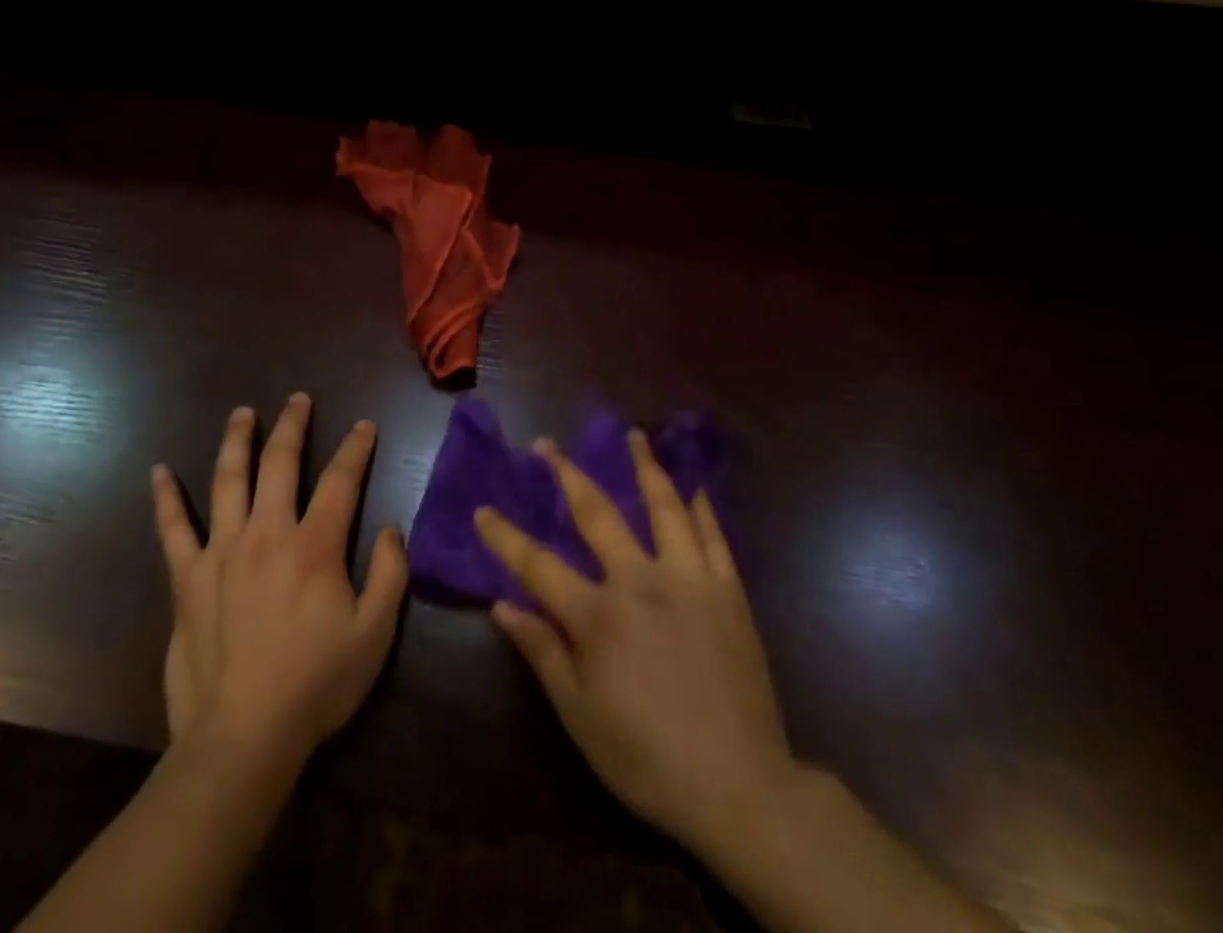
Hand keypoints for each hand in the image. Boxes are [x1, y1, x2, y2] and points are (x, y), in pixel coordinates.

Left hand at [151, 393, 406, 770]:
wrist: (242, 738)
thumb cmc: (316, 685)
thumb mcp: (374, 634)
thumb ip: (389, 574)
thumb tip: (389, 529)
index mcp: (315, 545)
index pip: (341, 480)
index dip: (356, 447)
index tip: (364, 426)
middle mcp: (267, 534)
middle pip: (280, 463)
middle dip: (292, 425)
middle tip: (299, 400)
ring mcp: (222, 552)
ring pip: (228, 479)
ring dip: (237, 440)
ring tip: (243, 413)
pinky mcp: (188, 579)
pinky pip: (173, 529)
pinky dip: (166, 498)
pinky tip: (159, 472)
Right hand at [474, 432, 792, 856]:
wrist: (740, 787)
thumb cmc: (647, 756)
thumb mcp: (579, 714)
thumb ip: (541, 651)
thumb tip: (501, 605)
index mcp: (598, 615)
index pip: (537, 564)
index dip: (504, 536)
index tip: (482, 509)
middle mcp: (640, 581)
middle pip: (597, 513)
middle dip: (567, 474)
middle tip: (548, 444)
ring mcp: (689, 579)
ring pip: (663, 506)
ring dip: (645, 466)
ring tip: (635, 435)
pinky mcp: (728, 590)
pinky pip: (712, 535)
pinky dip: (700, 506)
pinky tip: (693, 485)